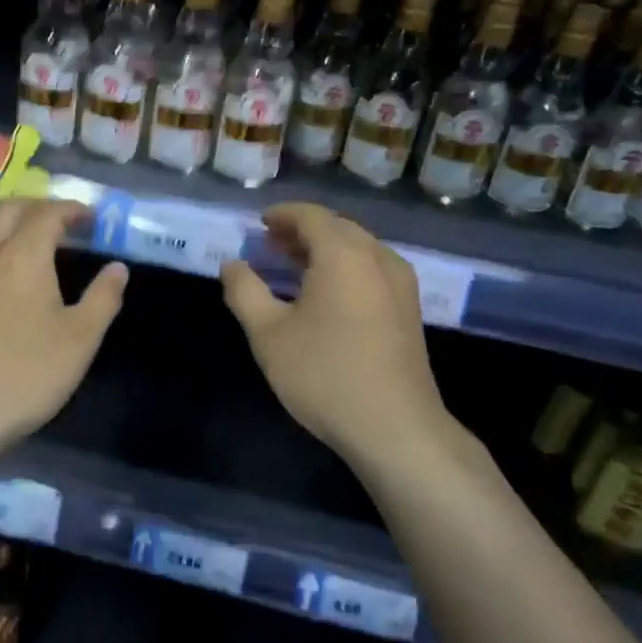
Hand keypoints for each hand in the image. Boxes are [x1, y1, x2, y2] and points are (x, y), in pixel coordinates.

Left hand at [0, 198, 128, 457]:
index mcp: (21, 255)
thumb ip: (103, 298)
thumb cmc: (24, 375)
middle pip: (9, 209)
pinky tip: (2, 276)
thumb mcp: (79, 340)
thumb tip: (117, 268)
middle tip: (63, 221)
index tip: (92, 217)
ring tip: (33, 242)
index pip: (47, 213)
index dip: (72, 209)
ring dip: (10, 223)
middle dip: (38, 207)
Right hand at [220, 202, 457, 462]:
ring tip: (293, 264)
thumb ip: (244, 291)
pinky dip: (345, 266)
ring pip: (358, 248)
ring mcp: (400, 283)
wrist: (395, 428)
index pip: (312, 216)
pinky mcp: (409, 309)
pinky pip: (372, 268)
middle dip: (302, 230)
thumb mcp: (268, 334)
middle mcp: (378, 258)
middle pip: (337, 228)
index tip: (260, 223)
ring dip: (325, 248)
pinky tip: (326, 293)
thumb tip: (232, 264)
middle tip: (271, 243)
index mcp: (343, 254)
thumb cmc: (325, 375)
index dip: (283, 214)